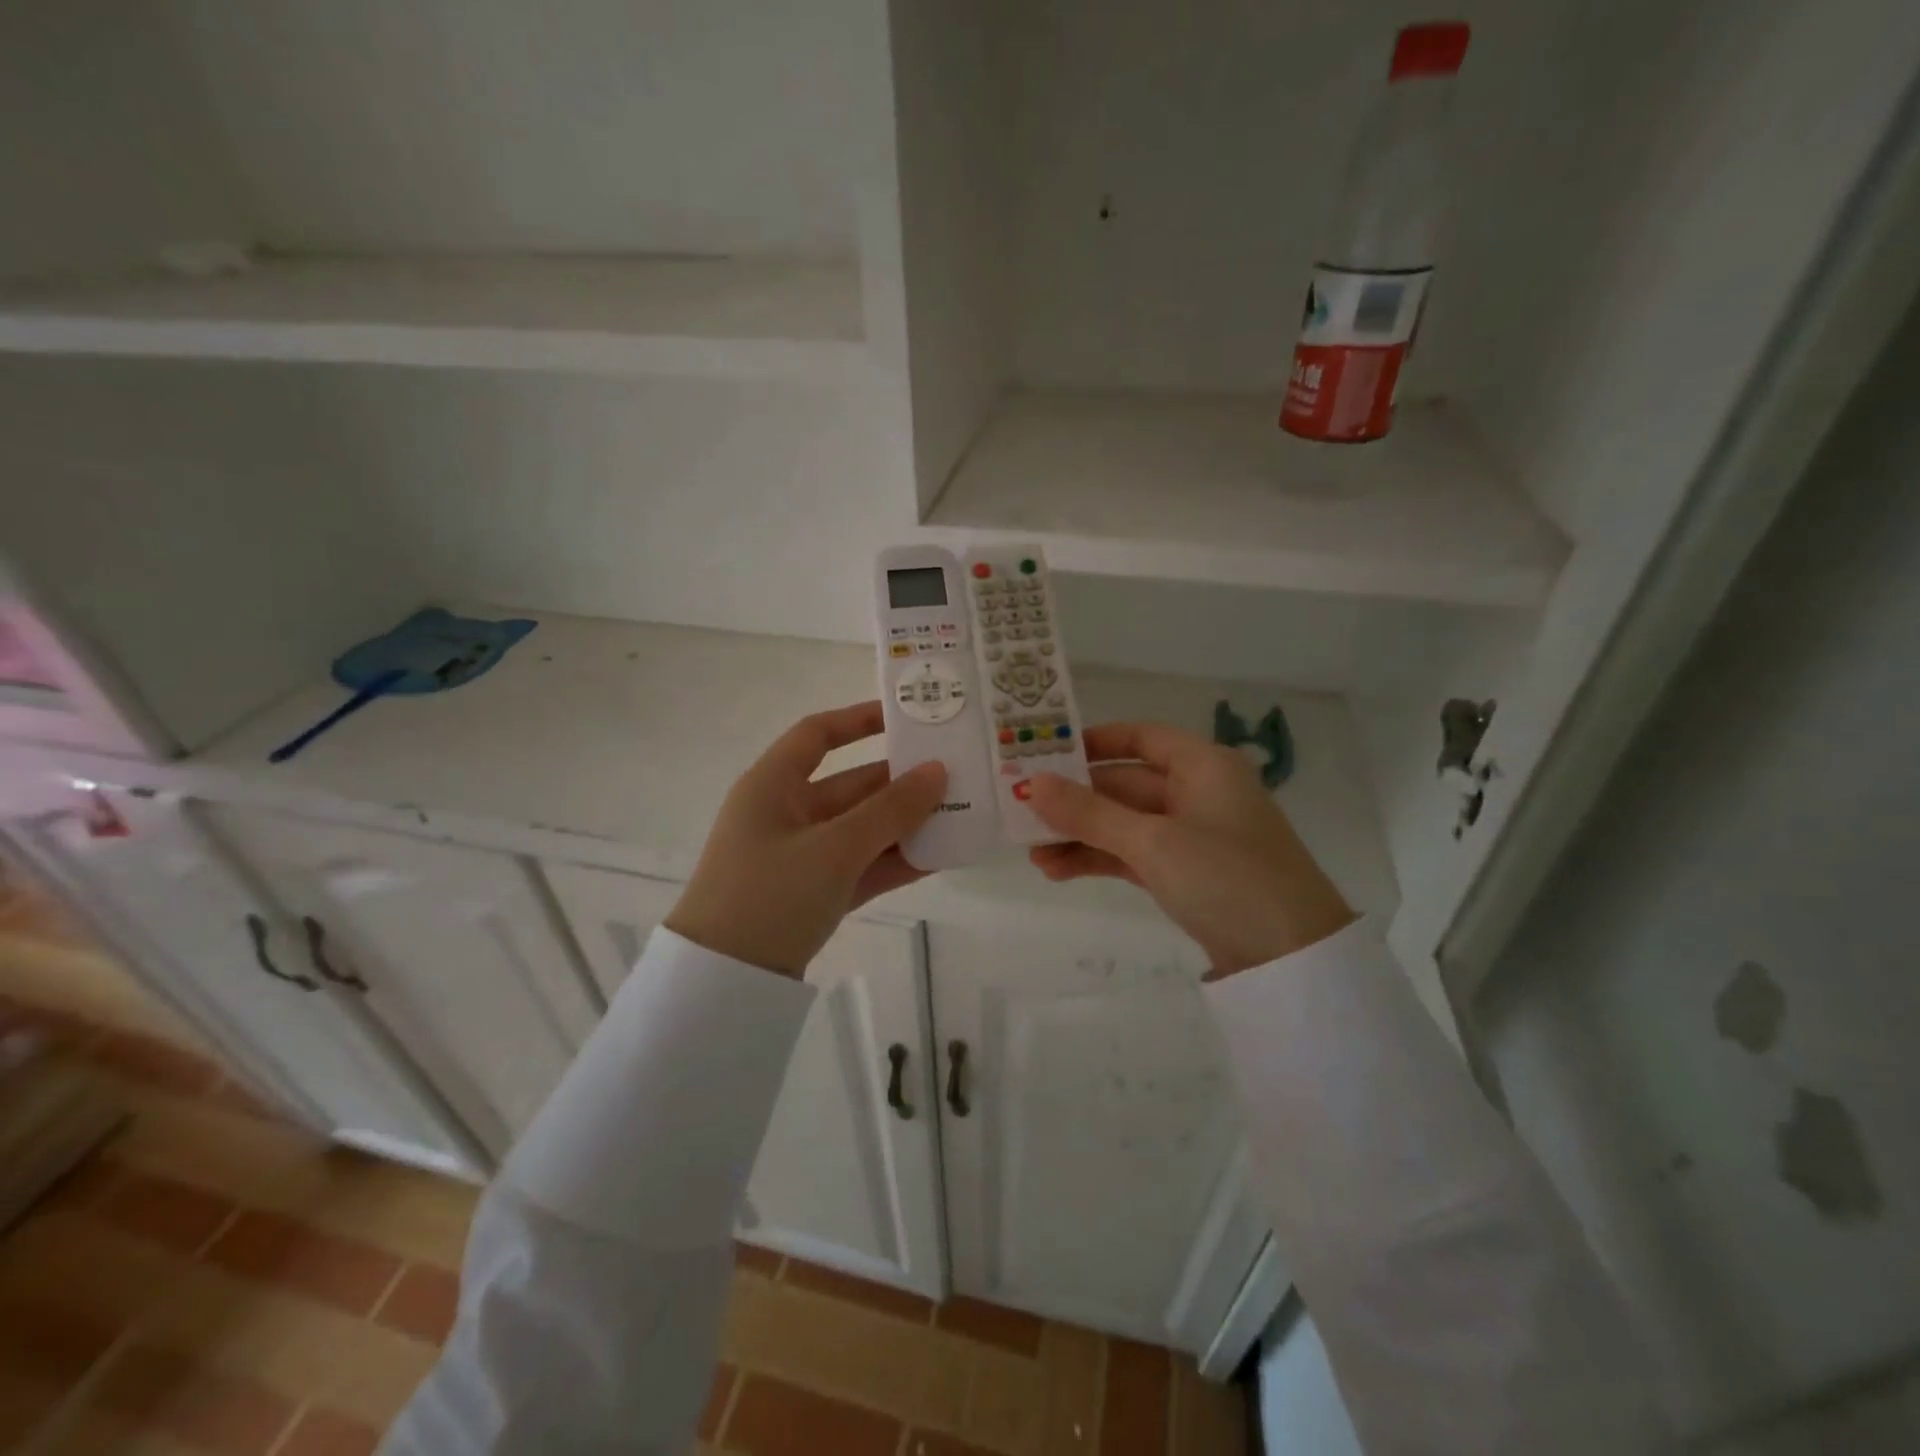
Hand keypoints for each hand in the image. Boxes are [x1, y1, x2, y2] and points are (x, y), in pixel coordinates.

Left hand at [665, 702, 945, 976]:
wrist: (723, 984)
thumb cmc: (770, 894)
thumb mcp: (834, 848)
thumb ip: (890, 810)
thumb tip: (938, 771)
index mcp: (773, 786)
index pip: (817, 735)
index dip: (859, 720)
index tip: (906, 718)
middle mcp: (786, 813)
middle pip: (851, 785)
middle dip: (901, 782)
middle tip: (955, 775)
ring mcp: (801, 856)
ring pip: (862, 829)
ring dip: (905, 825)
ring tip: (960, 816)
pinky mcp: (813, 893)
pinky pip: (861, 866)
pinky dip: (894, 862)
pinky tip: (939, 858)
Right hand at [1027, 722, 1354, 977]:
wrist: (1292, 959)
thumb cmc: (1227, 877)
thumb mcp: (1153, 842)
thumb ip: (1090, 813)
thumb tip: (1032, 784)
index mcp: (1202, 766)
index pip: (1141, 736)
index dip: (1094, 741)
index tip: (1046, 752)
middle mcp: (1197, 792)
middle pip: (1124, 784)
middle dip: (1075, 801)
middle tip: (1022, 812)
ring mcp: (1192, 836)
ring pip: (1124, 823)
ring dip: (1080, 835)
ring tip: (1032, 854)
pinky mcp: (1187, 874)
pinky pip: (1133, 855)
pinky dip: (1099, 859)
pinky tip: (1058, 871)